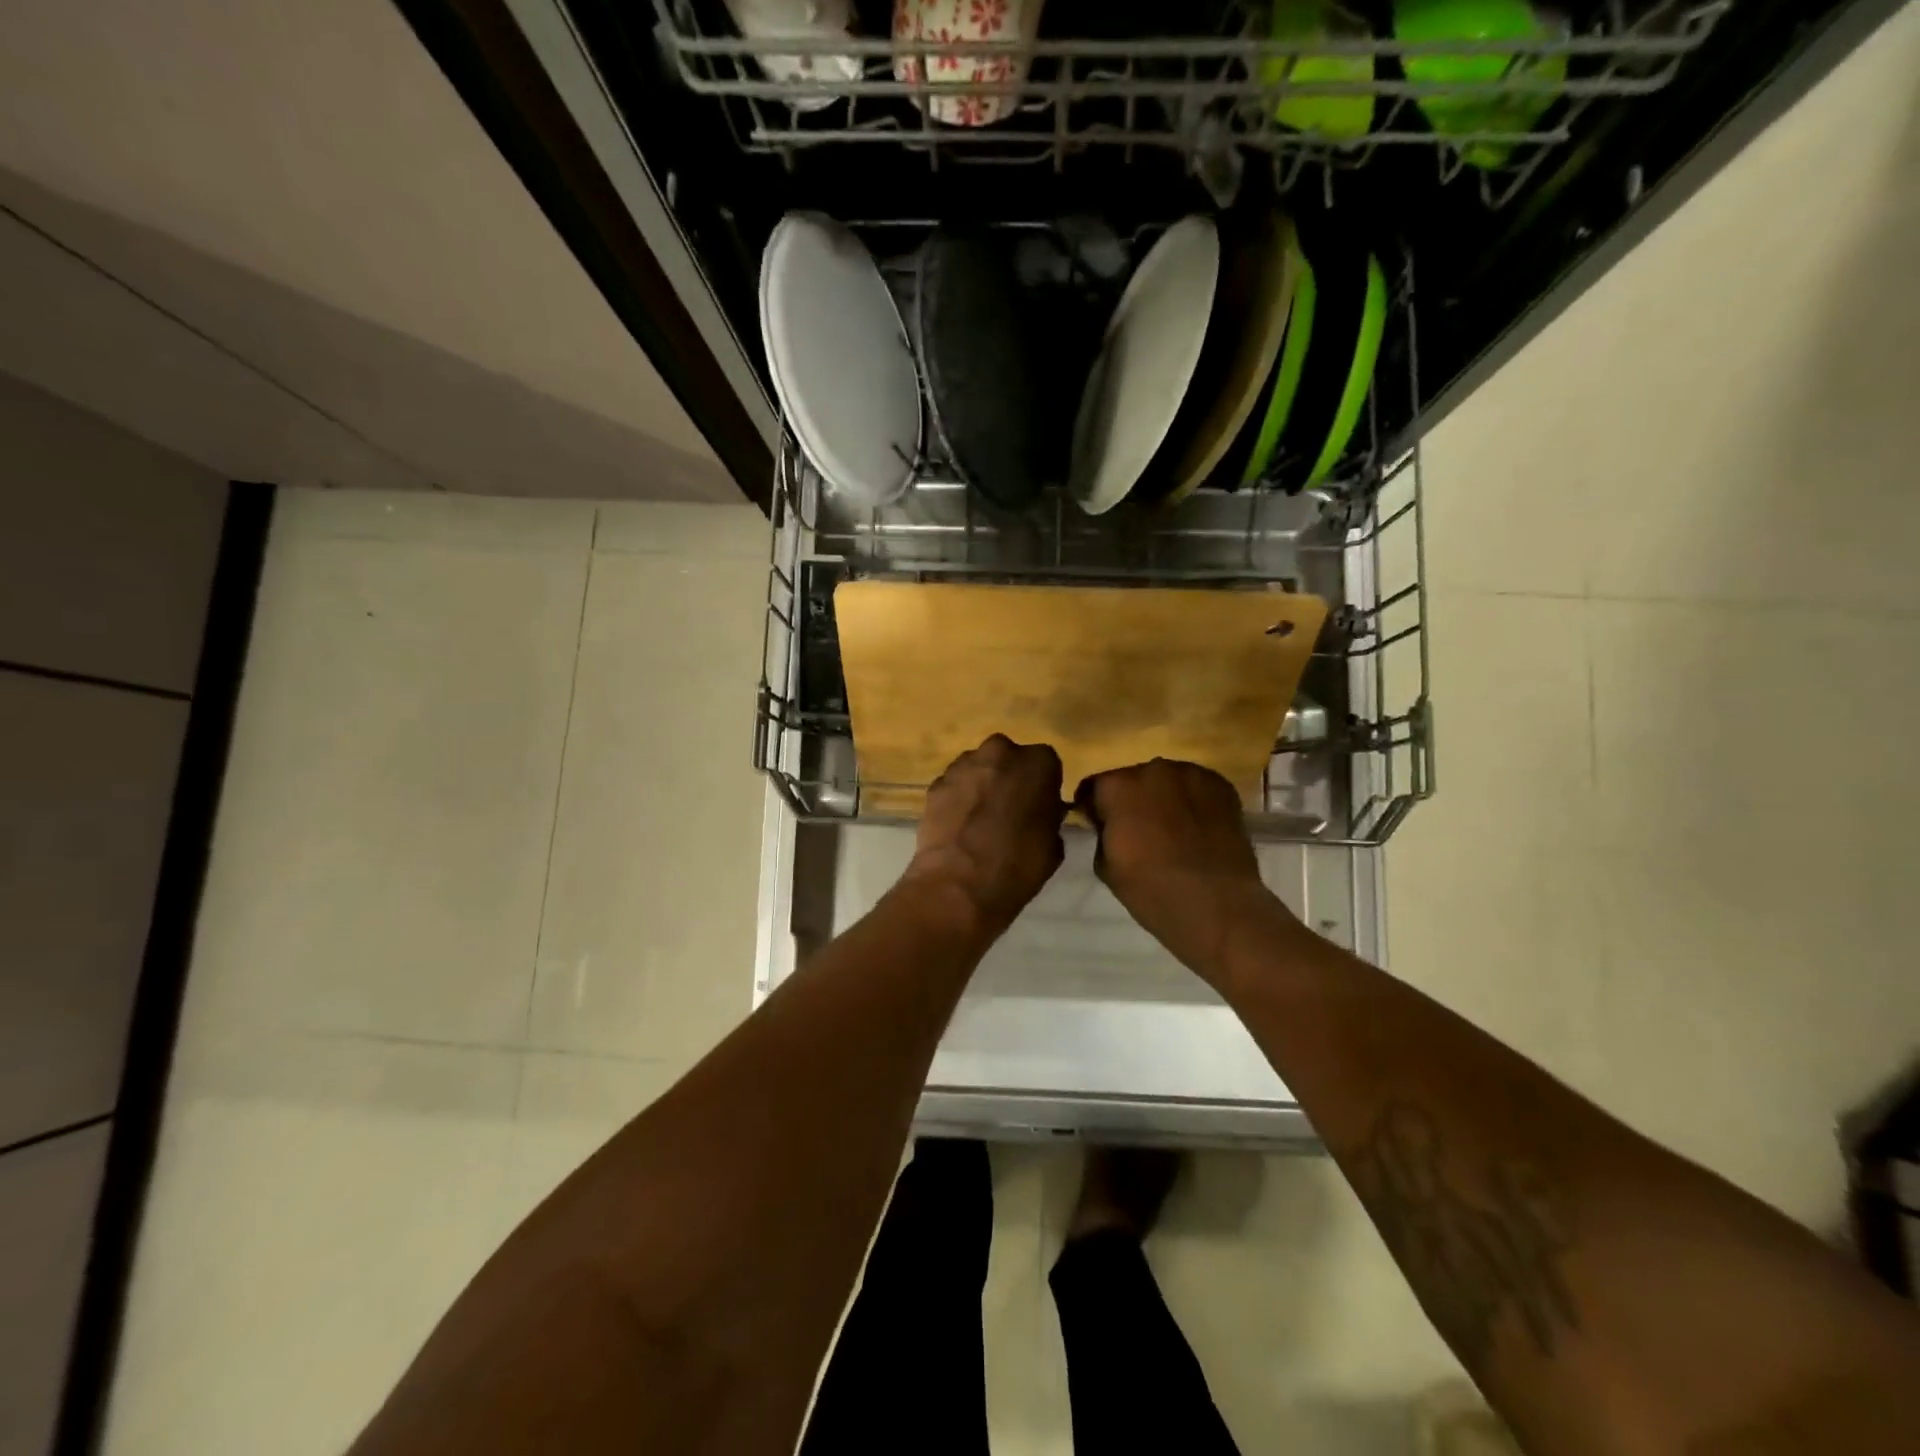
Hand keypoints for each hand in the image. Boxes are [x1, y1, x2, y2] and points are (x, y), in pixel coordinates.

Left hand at [901, 735, 1066, 940]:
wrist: (958, 885)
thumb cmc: (1017, 866)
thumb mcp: (1053, 845)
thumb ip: (1049, 817)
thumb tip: (1041, 813)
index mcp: (1038, 762)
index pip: (1046, 763)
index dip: (1042, 785)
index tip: (1038, 806)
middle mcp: (1000, 752)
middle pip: (1008, 758)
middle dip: (1009, 777)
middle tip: (1009, 809)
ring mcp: (963, 765)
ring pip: (978, 768)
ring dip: (981, 785)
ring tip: (980, 819)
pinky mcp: (935, 783)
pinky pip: (954, 785)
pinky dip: (957, 799)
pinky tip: (958, 826)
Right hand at [1077, 758, 1297, 982]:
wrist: (1216, 906)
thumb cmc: (1151, 890)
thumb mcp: (1105, 866)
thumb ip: (1102, 833)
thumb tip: (1111, 824)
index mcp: (1118, 786)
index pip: (1095, 787)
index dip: (1096, 808)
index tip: (1101, 826)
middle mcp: (1153, 769)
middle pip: (1133, 779)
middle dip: (1132, 799)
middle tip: (1139, 829)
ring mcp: (1192, 774)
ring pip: (1168, 781)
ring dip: (1164, 797)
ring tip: (1173, 828)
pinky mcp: (1222, 786)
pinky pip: (1197, 788)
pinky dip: (1193, 801)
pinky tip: (1198, 827)